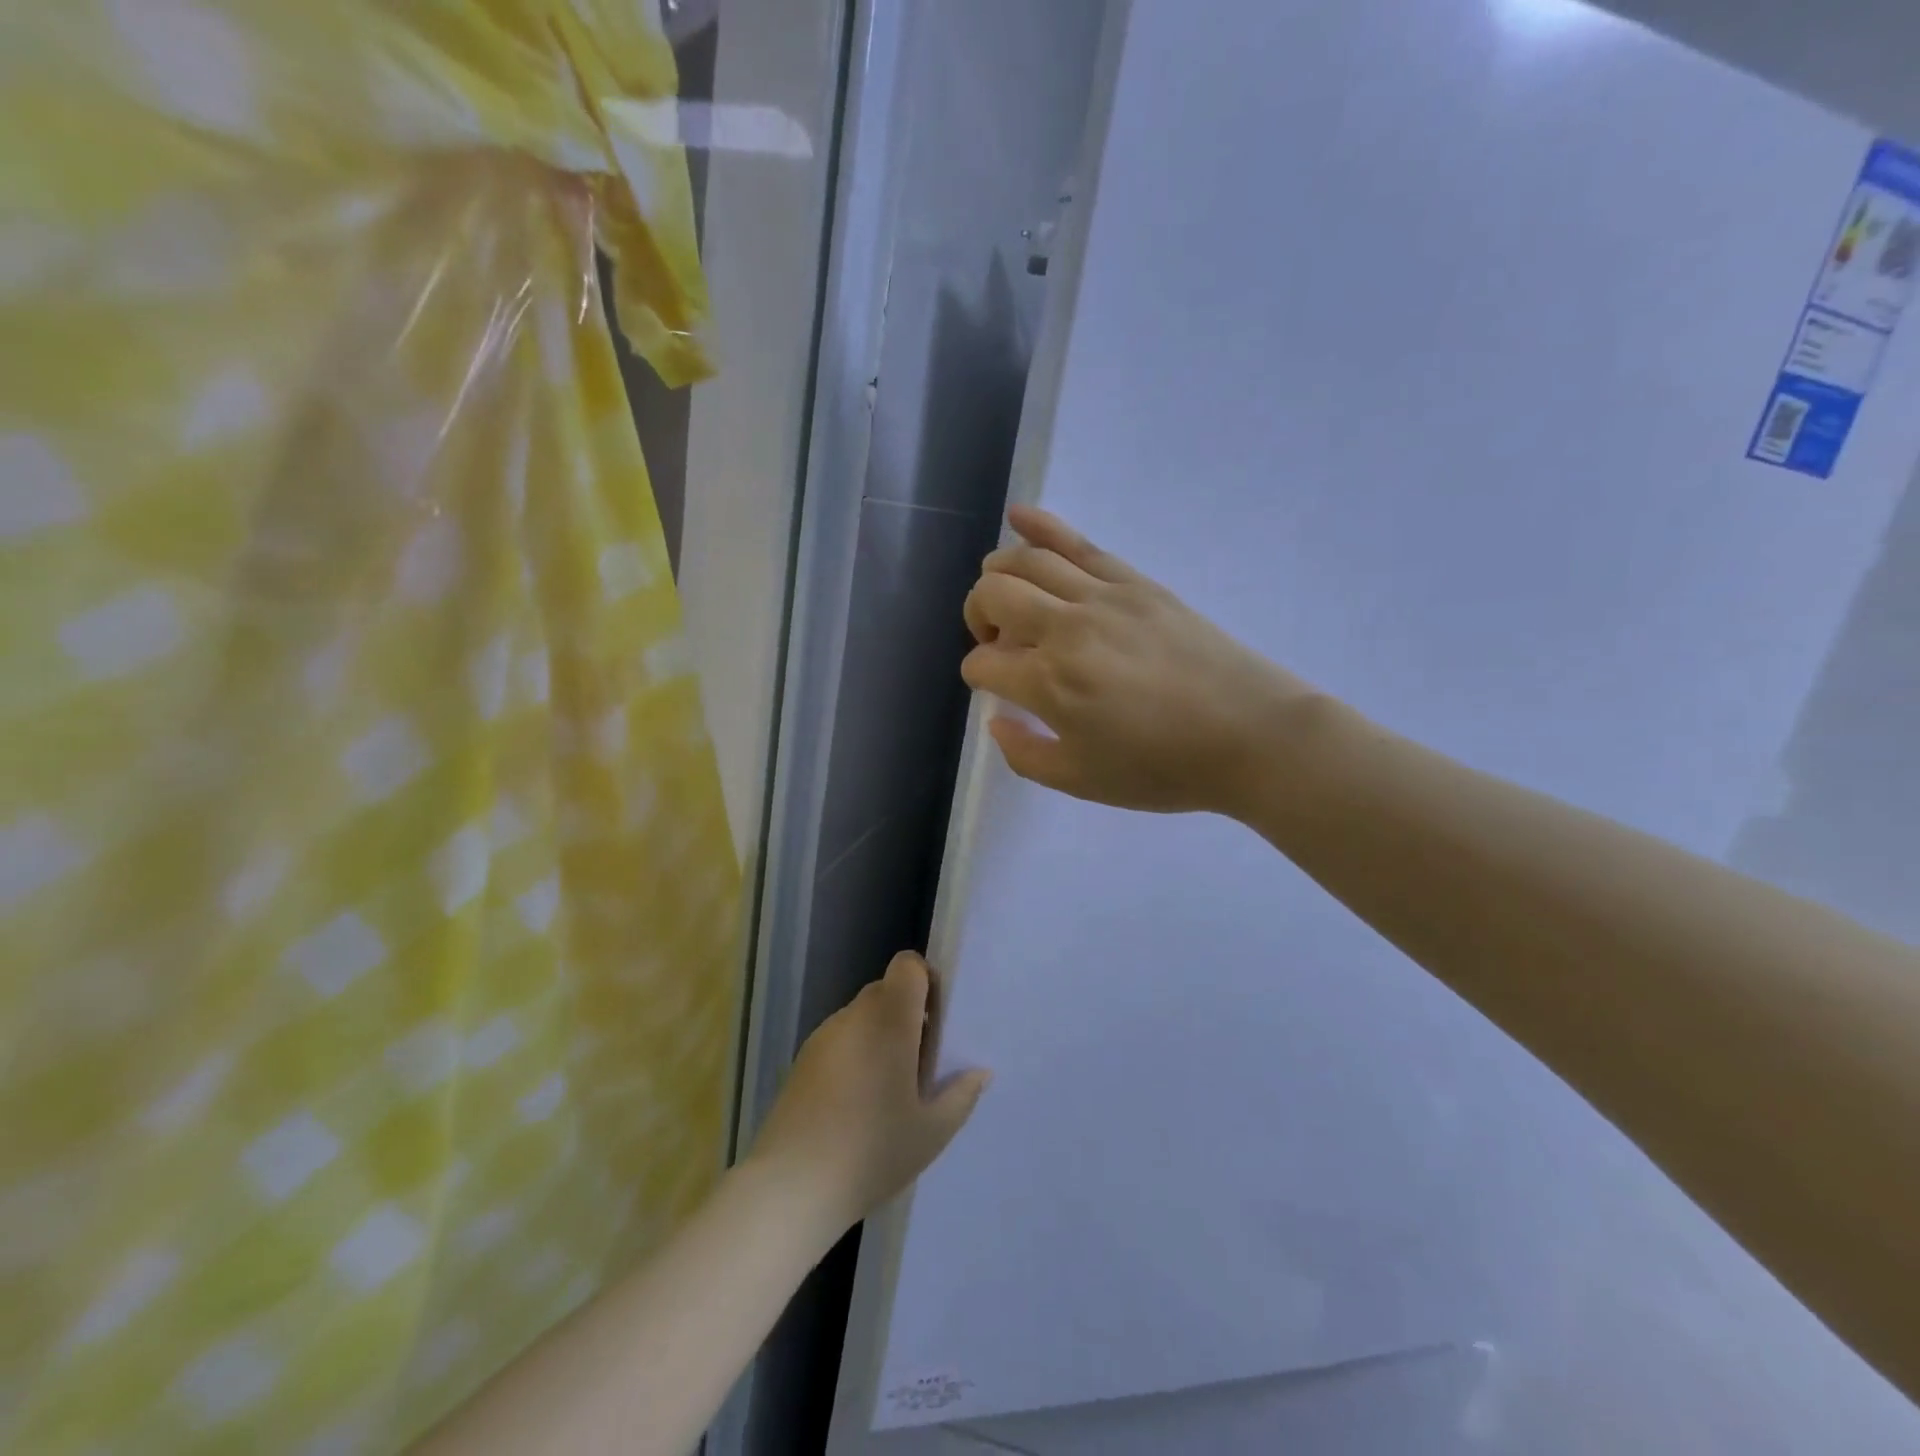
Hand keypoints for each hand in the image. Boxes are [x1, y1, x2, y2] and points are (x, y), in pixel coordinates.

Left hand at [748, 953, 989, 1232]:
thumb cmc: (871, 1151)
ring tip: (890, 1088)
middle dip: (908, 1014)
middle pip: (886, 990)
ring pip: (862, 1016)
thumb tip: (979, 1072)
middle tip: (921, 1061)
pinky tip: (858, 1102)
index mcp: (888, 1020)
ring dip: (881, 1035)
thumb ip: (960, 1095)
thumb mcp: (931, 1132)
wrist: (791, 1186)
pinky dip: (856, 1054)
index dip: (926, 980)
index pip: (907, 965)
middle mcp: (854, 1016)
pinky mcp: (802, 1060)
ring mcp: (823, 1036)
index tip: (937, 1020)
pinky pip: (841, 1039)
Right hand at [961, 506, 1313, 814]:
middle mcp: (1065, 629)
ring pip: (1027, 561)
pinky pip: (1079, 543)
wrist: (1250, 735)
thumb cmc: (1163, 767)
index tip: (996, 691)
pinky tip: (1018, 516)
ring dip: (999, 573)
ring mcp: (1102, 597)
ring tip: (1002, 593)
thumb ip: (1025, 754)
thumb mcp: (1081, 781)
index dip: (978, 676)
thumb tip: (996, 722)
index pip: (983, 664)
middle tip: (996, 643)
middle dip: (977, 616)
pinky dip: (1041, 525)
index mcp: (1049, 684)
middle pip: (993, 596)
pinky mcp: (1135, 582)